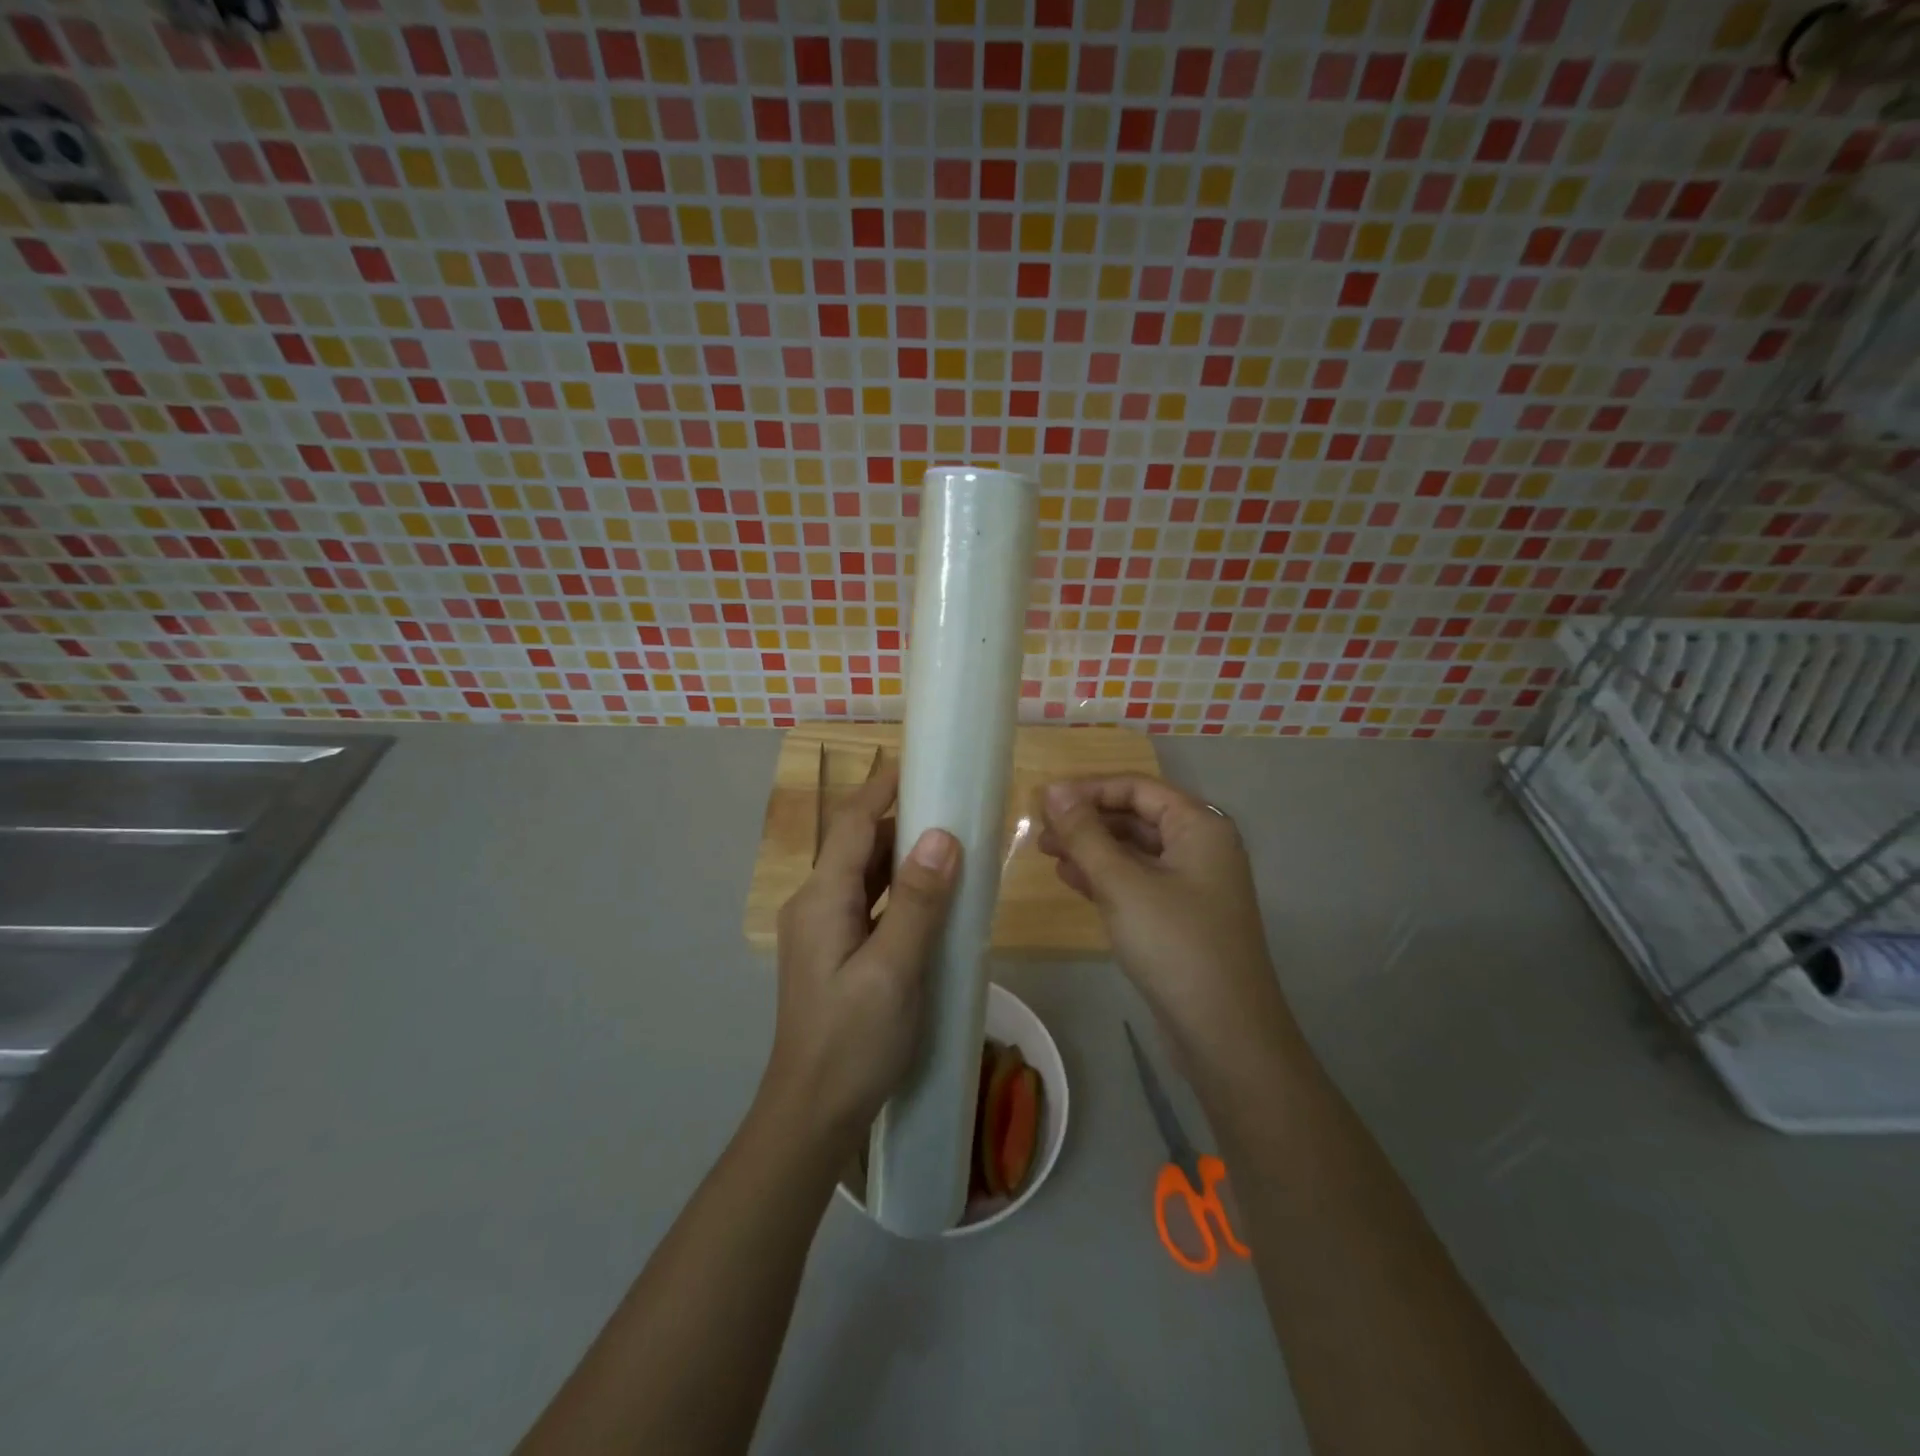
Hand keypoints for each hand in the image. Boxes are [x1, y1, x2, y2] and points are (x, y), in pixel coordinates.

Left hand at [766, 763, 960, 1152]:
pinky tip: (933, 901)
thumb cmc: (853, 1042)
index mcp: (822, 899)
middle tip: (955, 807)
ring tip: (953, 845)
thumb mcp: (893, 970)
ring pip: (866, 876)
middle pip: (859, 845)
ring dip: (903, 858)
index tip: (923, 763)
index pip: (854, 823)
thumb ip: (918, 903)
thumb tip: (941, 836)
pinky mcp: (836, 953)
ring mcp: (823, 931)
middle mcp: (816, 904)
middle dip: (902, 821)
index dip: (885, 788)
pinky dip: (899, 892)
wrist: (812, 1113)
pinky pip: (869, 905)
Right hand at [1038, 775, 1292, 1069]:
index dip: (1089, 790)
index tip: (1045, 802)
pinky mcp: (1181, 916)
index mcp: (1200, 826)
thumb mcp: (1122, 883)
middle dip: (1088, 820)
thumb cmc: (1174, 943)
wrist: (1224, 1033)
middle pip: (1137, 816)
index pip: (1138, 788)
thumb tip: (1054, 790)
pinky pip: (1138, 881)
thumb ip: (1085, 834)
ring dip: (1092, 848)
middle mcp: (1201, 847)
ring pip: (1134, 851)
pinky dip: (1105, 876)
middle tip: (1041, 831)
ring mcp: (1193, 884)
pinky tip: (1071, 879)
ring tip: (1047, 853)